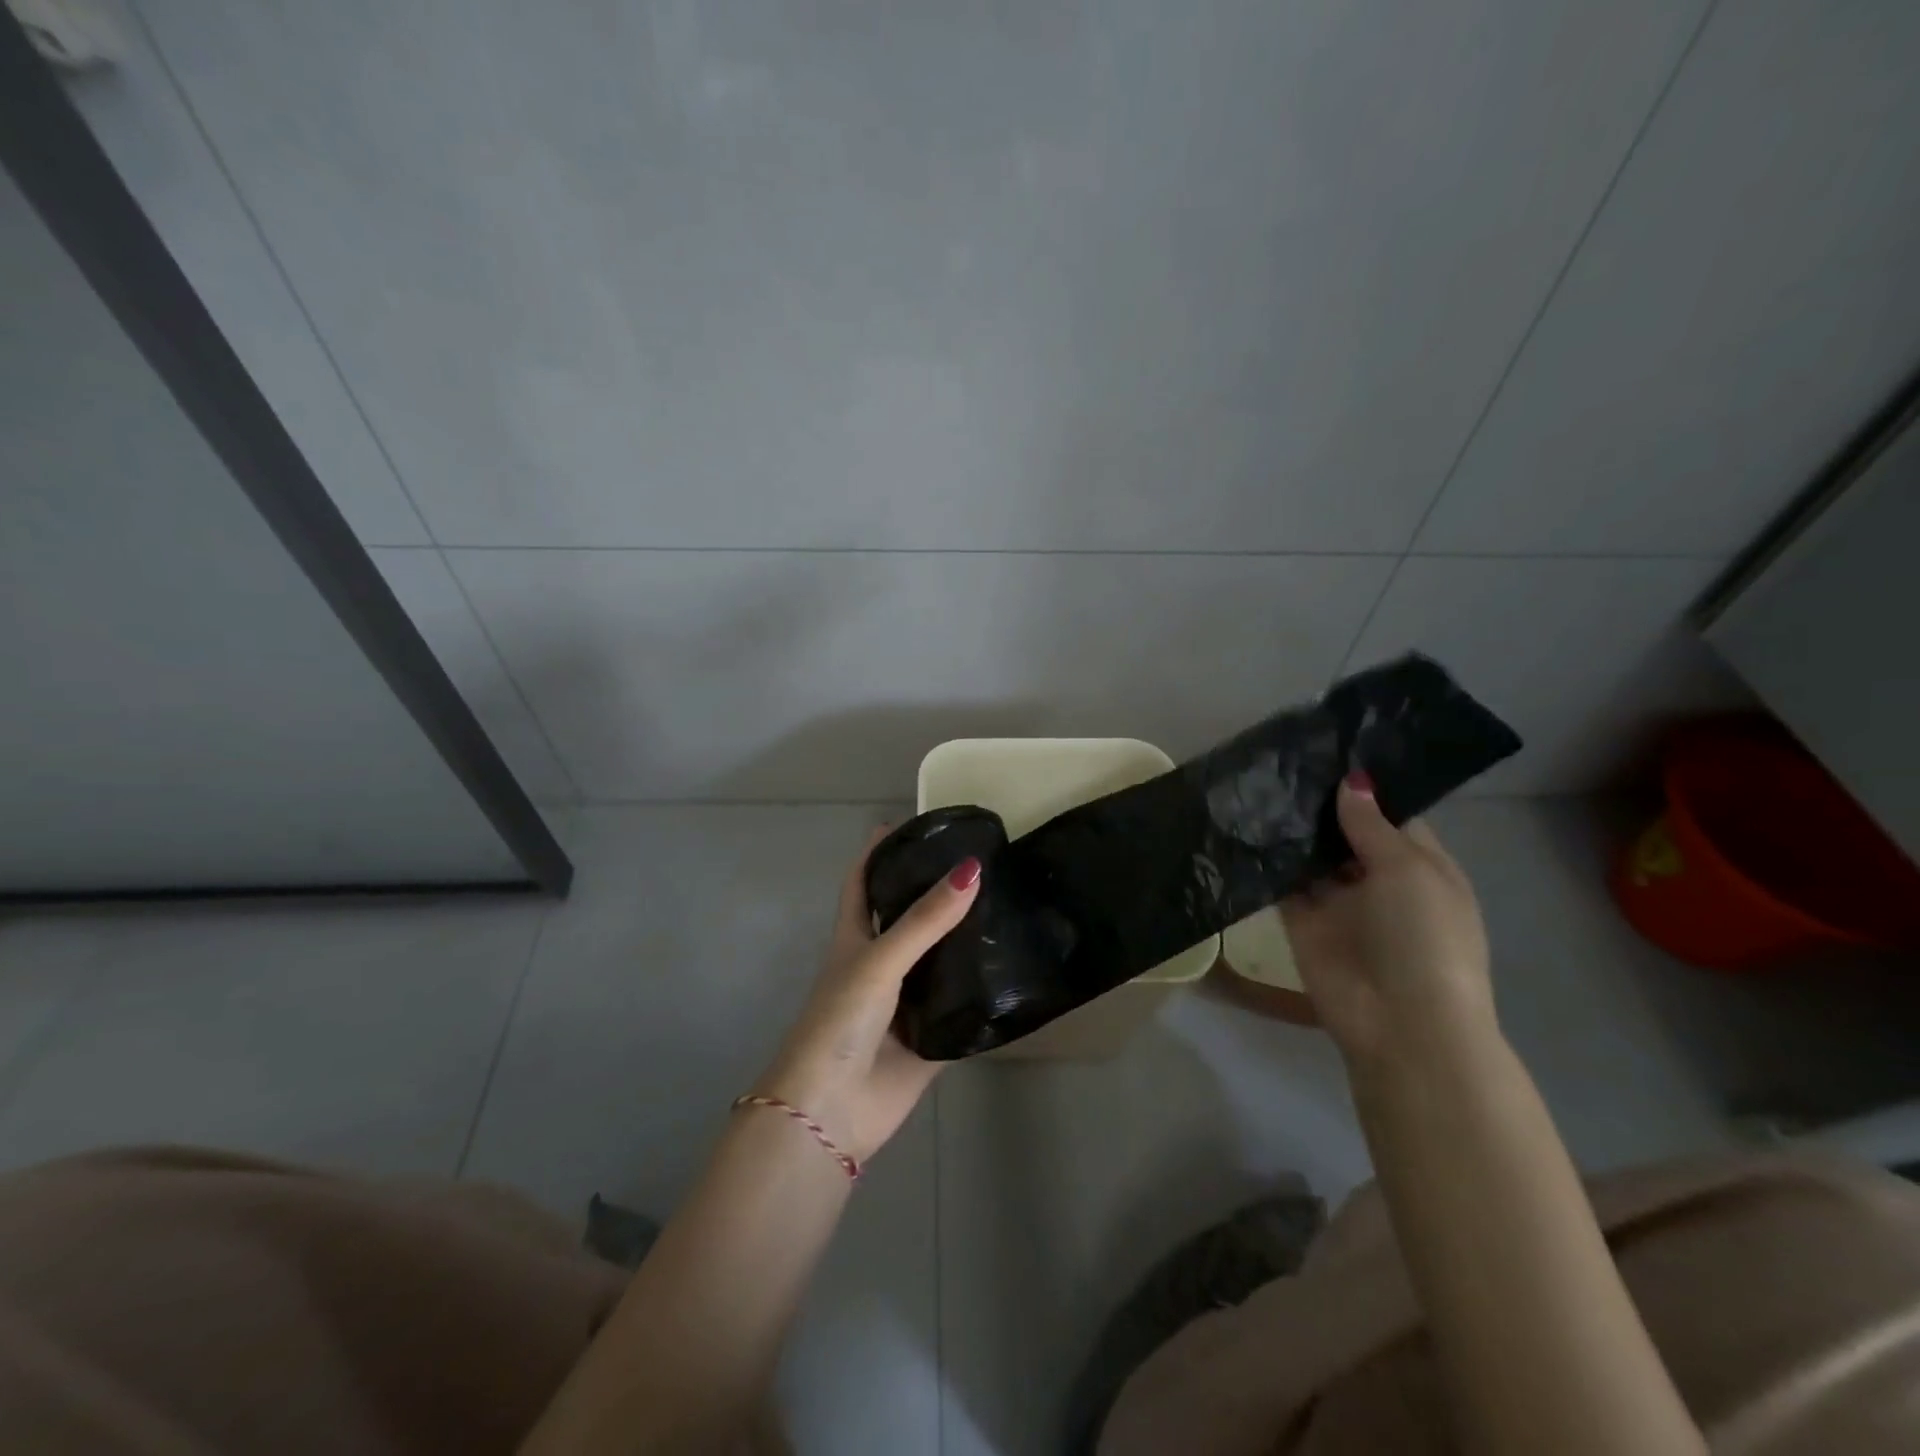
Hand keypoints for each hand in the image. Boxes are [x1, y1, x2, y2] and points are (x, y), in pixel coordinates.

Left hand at [752, 828, 981, 1164]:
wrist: (832, 1110)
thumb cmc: (840, 1021)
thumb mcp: (879, 961)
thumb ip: (925, 920)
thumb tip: (972, 869)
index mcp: (856, 937)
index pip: (865, 881)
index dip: (880, 851)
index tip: (911, 822)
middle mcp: (883, 962)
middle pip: (911, 916)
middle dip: (939, 891)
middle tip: (986, 860)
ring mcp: (908, 1000)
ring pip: (942, 959)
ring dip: (968, 938)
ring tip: (1012, 903)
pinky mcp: (933, 1035)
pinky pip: (963, 1005)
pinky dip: (983, 989)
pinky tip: (1017, 967)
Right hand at [1280, 773, 1495, 1069]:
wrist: (1400, 1022)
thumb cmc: (1423, 938)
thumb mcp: (1408, 870)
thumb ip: (1371, 824)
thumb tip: (1351, 780)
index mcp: (1421, 867)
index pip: (1390, 816)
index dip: (1363, 789)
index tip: (1326, 752)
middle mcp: (1378, 879)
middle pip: (1345, 833)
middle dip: (1319, 805)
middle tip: (1280, 760)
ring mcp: (1338, 902)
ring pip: (1311, 857)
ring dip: (1291, 830)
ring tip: (1256, 784)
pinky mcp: (1302, 922)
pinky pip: (1282, 884)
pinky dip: (1267, 862)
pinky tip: (1243, 826)